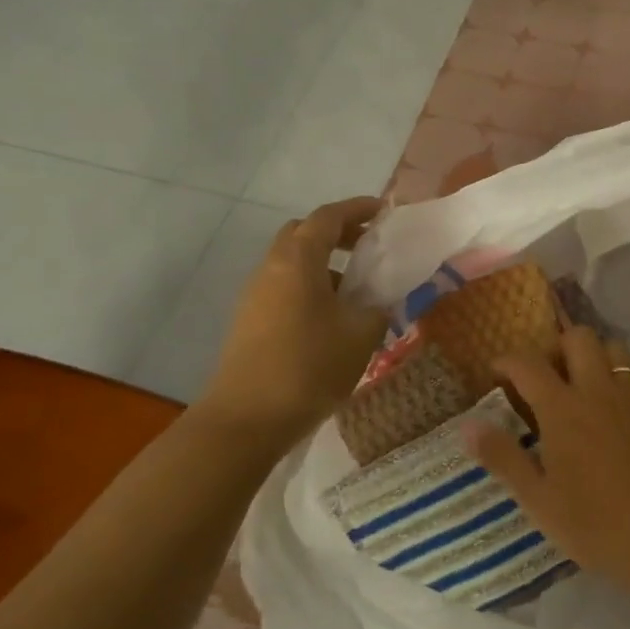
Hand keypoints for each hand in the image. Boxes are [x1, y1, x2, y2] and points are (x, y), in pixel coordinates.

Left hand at [197, 197, 387, 439]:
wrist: (246, 420)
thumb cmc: (309, 367)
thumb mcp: (361, 335)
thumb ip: (378, 308)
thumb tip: (380, 301)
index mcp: (299, 260)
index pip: (328, 217)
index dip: (357, 209)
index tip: (383, 210)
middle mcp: (272, 268)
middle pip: (303, 233)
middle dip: (337, 232)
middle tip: (368, 247)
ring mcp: (255, 295)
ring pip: (292, 262)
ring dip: (324, 264)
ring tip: (356, 290)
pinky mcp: (249, 320)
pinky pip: (284, 287)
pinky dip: (310, 287)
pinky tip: (332, 318)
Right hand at [469, 327, 629, 595]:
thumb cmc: (593, 522)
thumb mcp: (537, 499)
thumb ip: (502, 457)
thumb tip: (467, 425)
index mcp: (561, 408)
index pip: (528, 364)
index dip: (508, 361)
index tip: (497, 373)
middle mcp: (597, 389)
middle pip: (578, 338)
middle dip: (558, 346)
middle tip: (548, 376)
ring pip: (616, 348)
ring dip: (597, 356)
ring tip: (586, 382)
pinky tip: (626, 395)